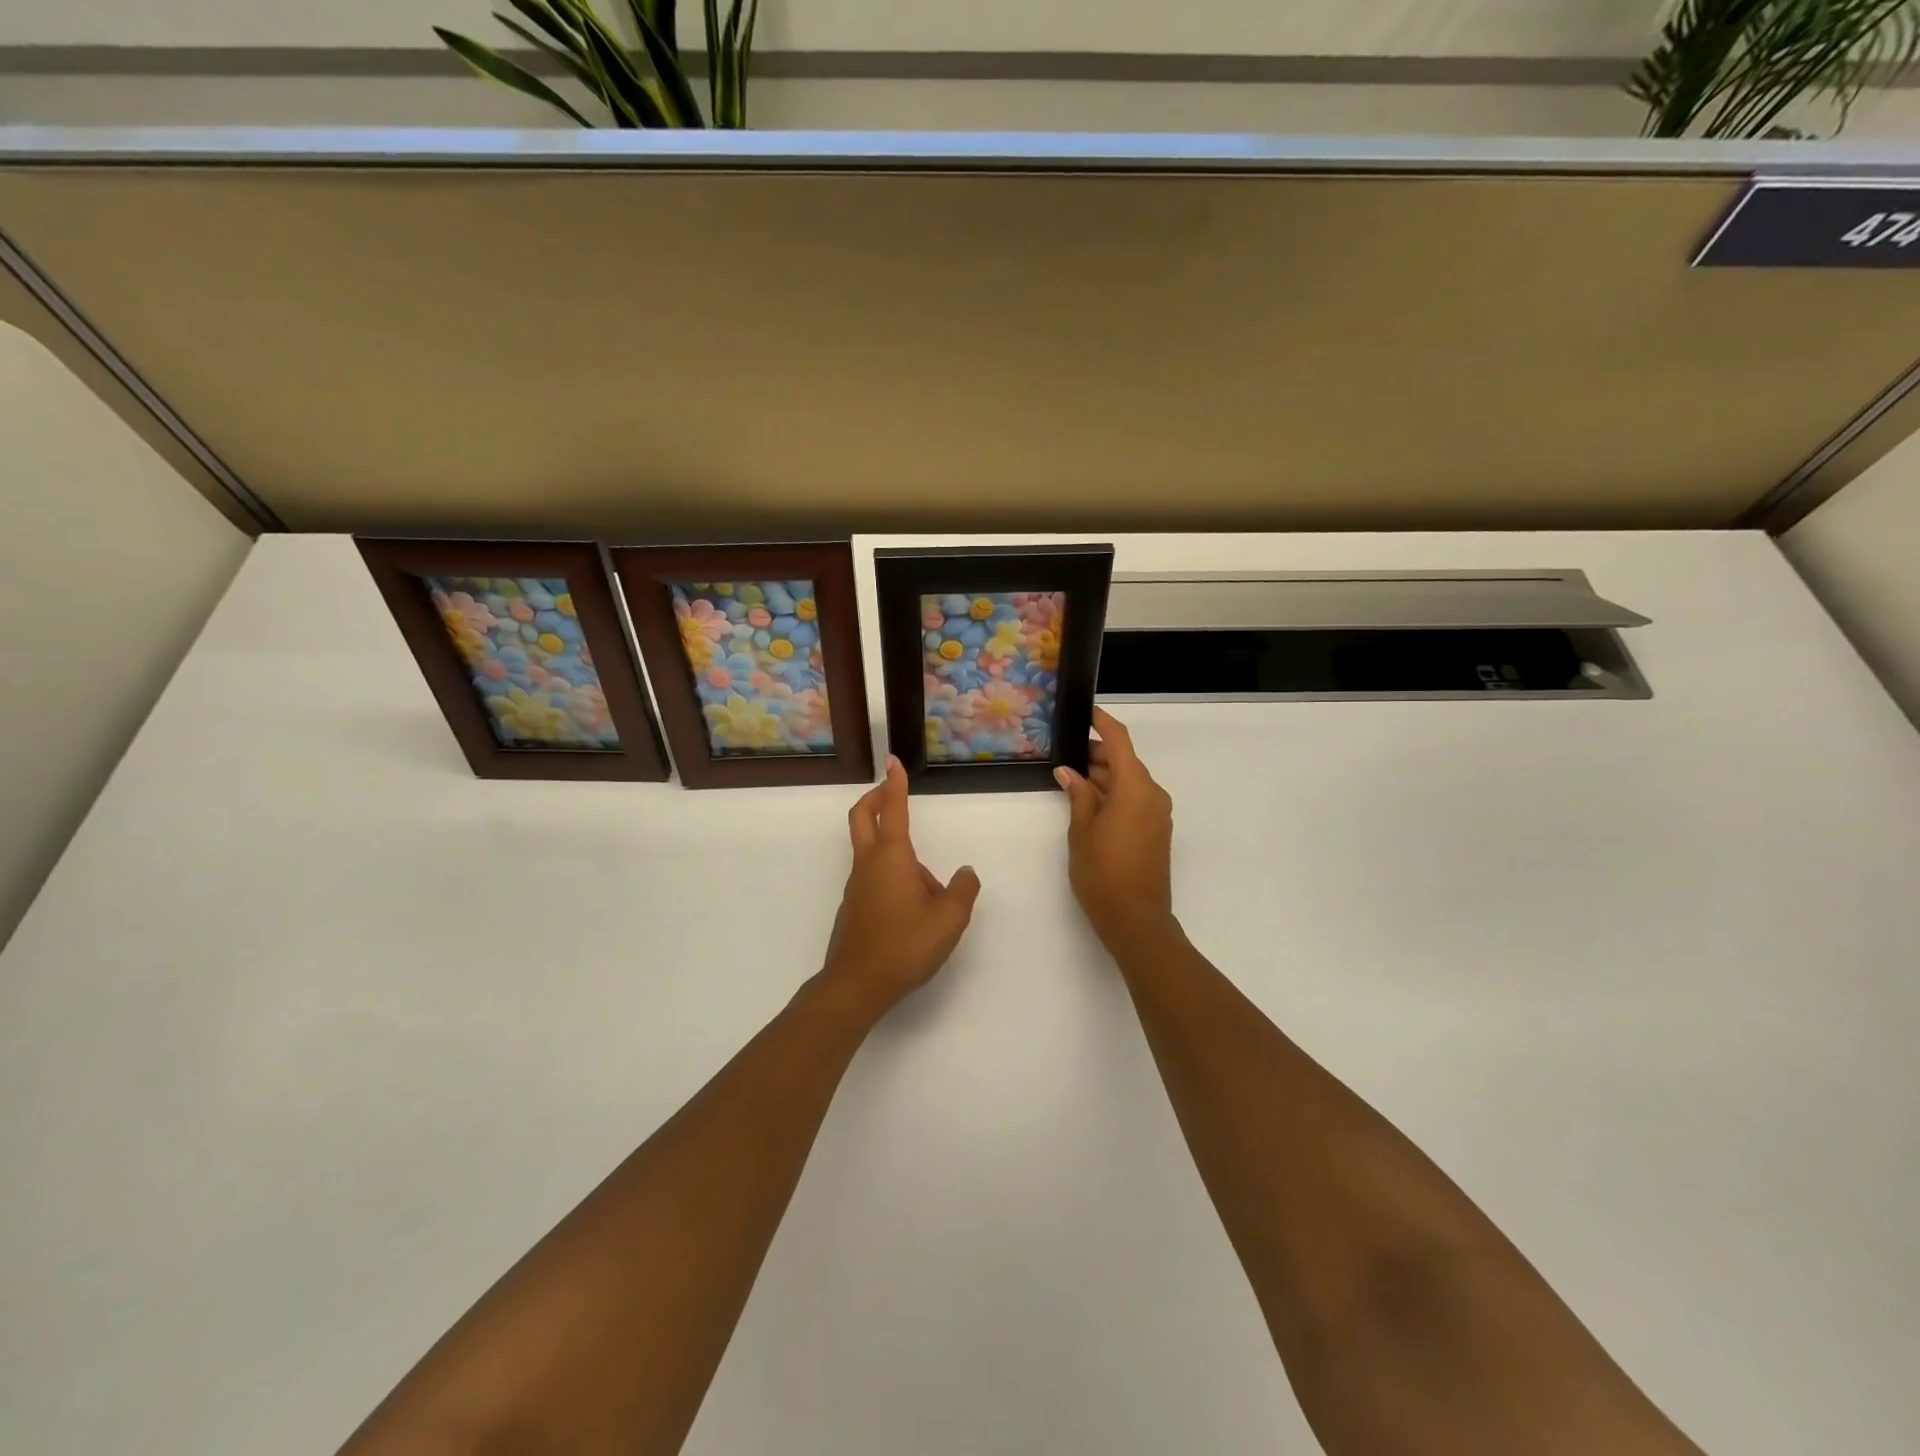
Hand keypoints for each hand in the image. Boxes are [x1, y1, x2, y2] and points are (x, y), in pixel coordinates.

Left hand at [822, 756, 981, 1015]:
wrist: (857, 984)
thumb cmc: (905, 945)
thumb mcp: (950, 919)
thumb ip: (963, 890)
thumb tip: (964, 872)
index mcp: (892, 857)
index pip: (893, 809)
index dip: (894, 782)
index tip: (893, 760)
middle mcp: (869, 864)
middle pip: (862, 817)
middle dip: (876, 798)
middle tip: (892, 791)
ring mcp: (856, 885)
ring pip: (871, 851)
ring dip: (893, 847)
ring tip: (931, 890)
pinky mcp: (853, 906)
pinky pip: (873, 877)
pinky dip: (891, 876)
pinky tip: (914, 911)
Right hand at [1056, 708, 1174, 947]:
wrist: (1136, 919)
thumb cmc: (1102, 872)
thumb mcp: (1081, 831)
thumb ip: (1077, 795)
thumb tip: (1068, 772)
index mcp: (1135, 788)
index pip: (1120, 742)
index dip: (1102, 723)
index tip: (1086, 712)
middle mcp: (1152, 794)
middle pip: (1125, 762)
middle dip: (1097, 755)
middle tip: (1065, 754)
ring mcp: (1158, 813)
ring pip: (1129, 782)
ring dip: (1104, 777)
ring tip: (1072, 779)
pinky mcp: (1156, 830)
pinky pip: (1135, 800)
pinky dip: (1114, 794)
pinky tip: (1089, 801)